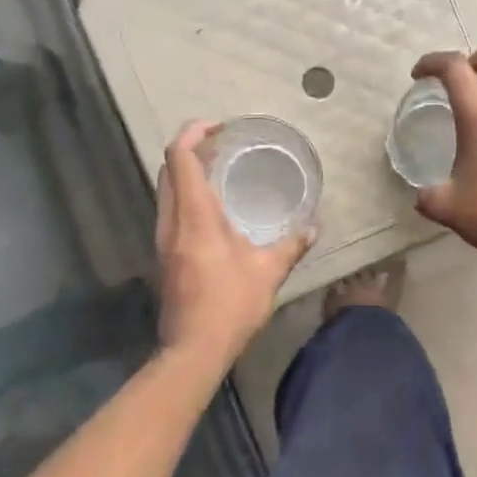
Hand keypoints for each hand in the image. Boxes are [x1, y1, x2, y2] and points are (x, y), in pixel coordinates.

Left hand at [155, 121, 313, 371]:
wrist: (193, 350)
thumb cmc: (230, 306)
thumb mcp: (268, 272)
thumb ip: (291, 245)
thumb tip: (313, 227)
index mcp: (195, 217)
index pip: (180, 158)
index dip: (193, 133)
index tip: (218, 127)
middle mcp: (172, 221)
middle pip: (168, 169)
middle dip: (191, 148)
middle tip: (222, 144)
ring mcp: (163, 239)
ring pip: (166, 189)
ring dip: (187, 171)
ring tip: (219, 169)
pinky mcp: (164, 255)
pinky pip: (170, 209)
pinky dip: (186, 194)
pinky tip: (213, 207)